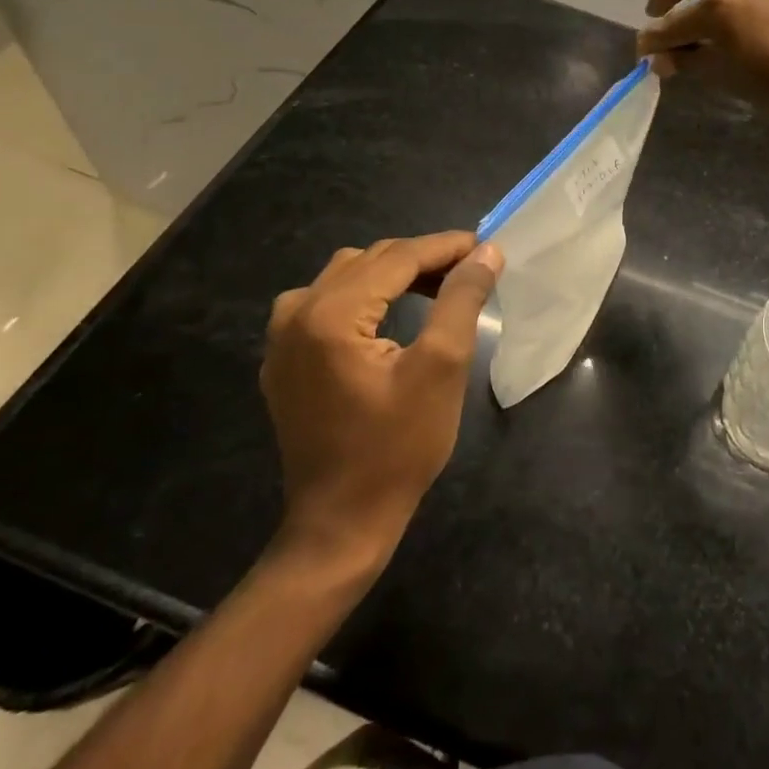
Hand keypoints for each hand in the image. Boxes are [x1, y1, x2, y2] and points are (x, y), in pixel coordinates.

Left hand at [261, 232, 502, 569]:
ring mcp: (282, 338)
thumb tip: (485, 252)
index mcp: (330, 314)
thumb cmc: (397, 447)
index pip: (397, 257)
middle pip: (370, 261)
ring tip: (436, 288)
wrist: (341, 522)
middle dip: (422, 258)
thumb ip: (461, 299)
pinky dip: (364, 295)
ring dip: (392, 273)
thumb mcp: (441, 367)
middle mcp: (296, 314)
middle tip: (470, 271)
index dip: (446, 246)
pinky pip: (324, 302)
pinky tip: (389, 314)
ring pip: (345, 276)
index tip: (486, 246)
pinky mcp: (283, 359)